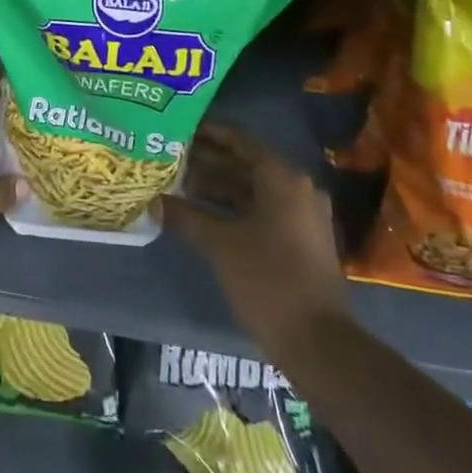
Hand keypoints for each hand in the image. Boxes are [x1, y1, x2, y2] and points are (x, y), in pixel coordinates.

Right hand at [156, 123, 345, 349]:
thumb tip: (154, 202)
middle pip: (246, 165)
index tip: (179, 130)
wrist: (318, 342)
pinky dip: (234, 207)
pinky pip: (262, 209)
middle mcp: (296, 188)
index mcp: (282, 179)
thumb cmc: (268, 280)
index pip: (239, 142)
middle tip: (172, 158)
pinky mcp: (301, 239)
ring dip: (219, 186)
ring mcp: (302, 215)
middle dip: (208, 162)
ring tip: (179, 185)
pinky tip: (203, 214)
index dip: (208, 134)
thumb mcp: (220, 244)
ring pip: (253, 189)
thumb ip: (186, 216)